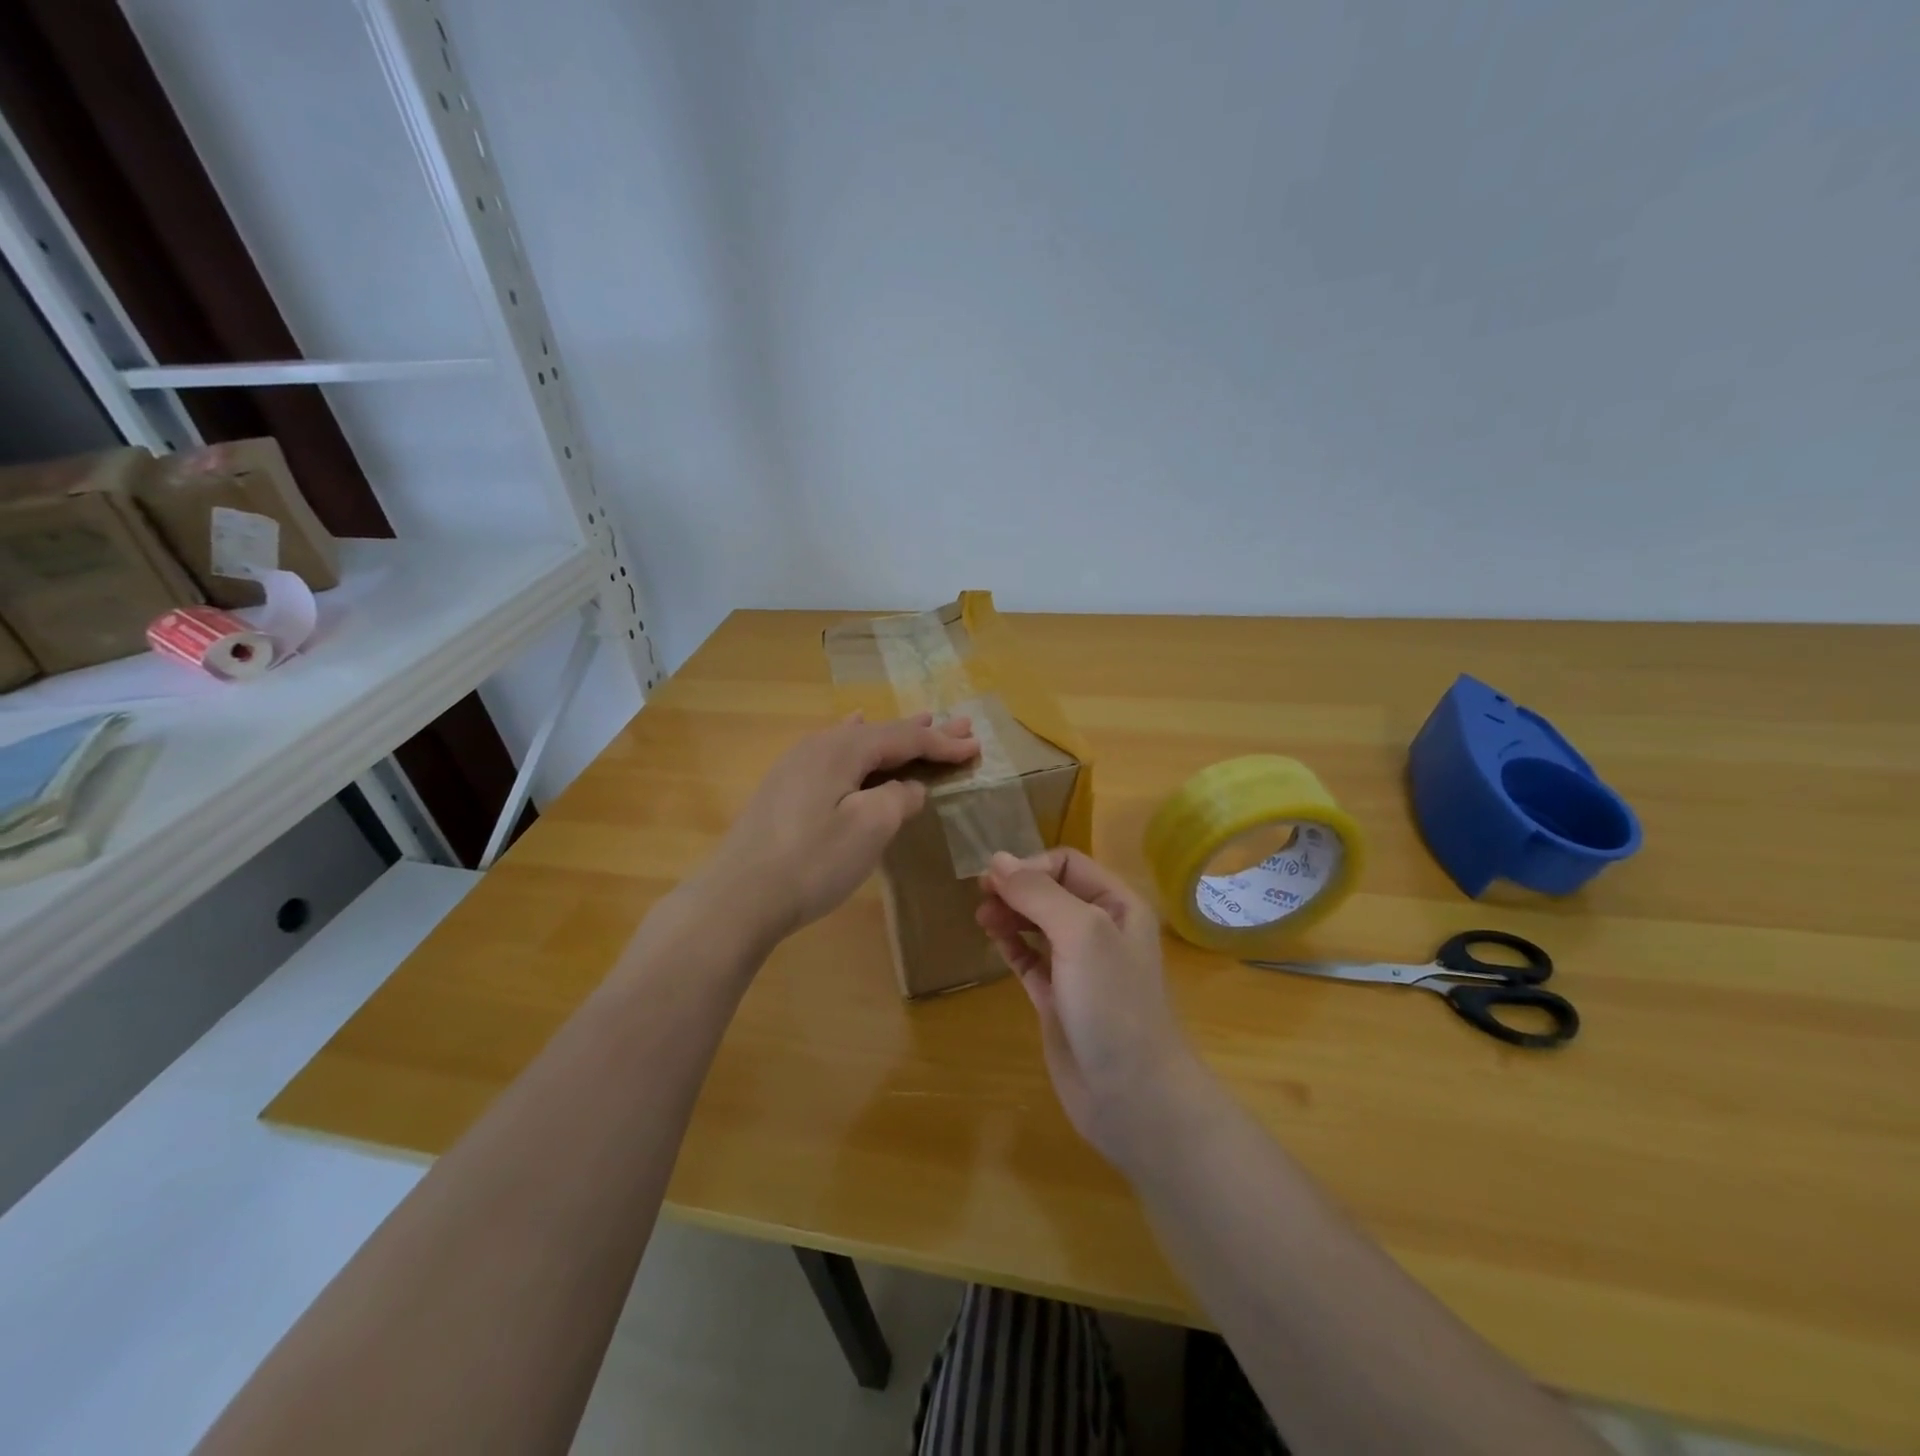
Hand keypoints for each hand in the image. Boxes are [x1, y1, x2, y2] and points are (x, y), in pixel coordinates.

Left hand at [707, 712, 977, 941]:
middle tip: (960, 727)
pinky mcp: (784, 788)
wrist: (738, 897)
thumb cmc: (812, 861)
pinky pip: (835, 753)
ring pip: (856, 742)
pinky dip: (859, 745)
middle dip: (923, 734)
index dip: (941, 743)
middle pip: (881, 734)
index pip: (904, 738)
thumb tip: (909, 788)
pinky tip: (853, 728)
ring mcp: (796, 765)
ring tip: (921, 723)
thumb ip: (897, 798)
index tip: (975, 747)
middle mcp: (818, 745)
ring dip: (892, 738)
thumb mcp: (869, 827)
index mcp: (842, 748)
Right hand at [977, 848, 1203, 1168]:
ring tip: (981, 917)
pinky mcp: (1058, 997)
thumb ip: (1038, 893)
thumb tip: (997, 860)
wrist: (1132, 1094)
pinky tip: (992, 939)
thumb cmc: (1112, 1003)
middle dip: (1016, 888)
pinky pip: (1029, 959)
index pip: (1067, 864)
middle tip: (979, 897)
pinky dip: (1010, 945)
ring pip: (1037, 924)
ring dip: (1009, 914)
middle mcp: (1100, 929)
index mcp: (1117, 904)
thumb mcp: (1080, 934)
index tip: (995, 882)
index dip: (1030, 865)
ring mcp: (1079, 965)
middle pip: (1050, 891)